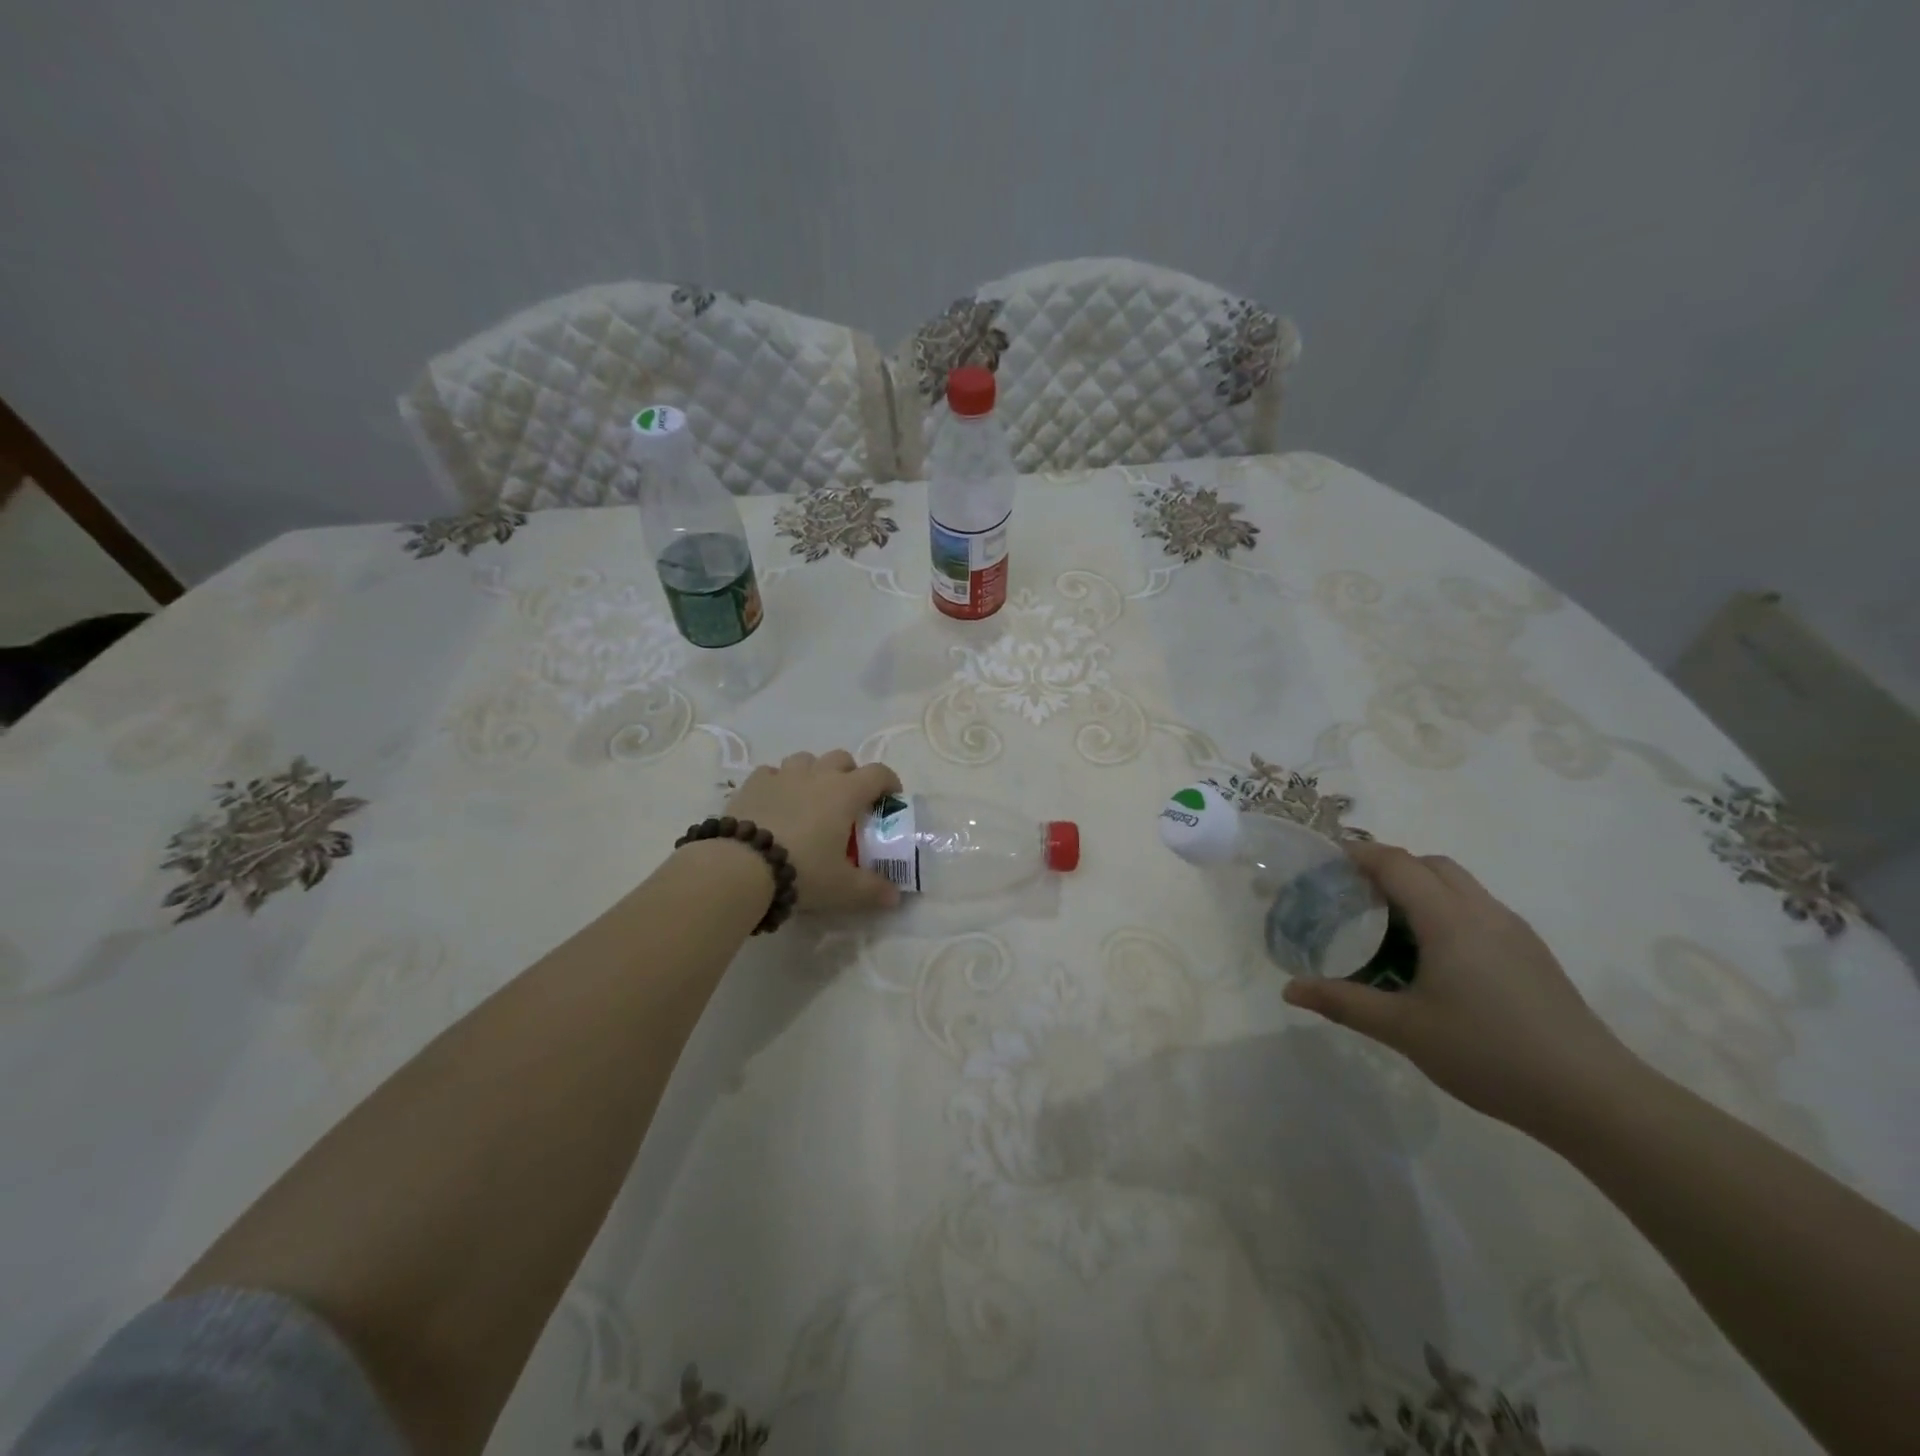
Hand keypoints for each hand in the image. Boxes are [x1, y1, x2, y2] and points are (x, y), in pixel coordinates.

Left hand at [721, 750, 903, 913]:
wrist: (741, 866)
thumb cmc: (803, 870)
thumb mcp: (843, 888)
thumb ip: (873, 890)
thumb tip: (894, 896)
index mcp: (845, 792)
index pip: (878, 773)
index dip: (889, 782)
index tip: (891, 799)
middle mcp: (817, 775)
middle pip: (841, 758)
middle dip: (850, 774)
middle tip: (849, 801)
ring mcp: (782, 776)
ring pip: (805, 759)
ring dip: (814, 773)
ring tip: (810, 799)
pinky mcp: (753, 784)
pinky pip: (772, 773)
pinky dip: (779, 782)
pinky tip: (776, 803)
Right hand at [1282, 842, 1636, 1135]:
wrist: (1595, 1098)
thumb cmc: (1489, 1053)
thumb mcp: (1404, 1029)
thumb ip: (1344, 1002)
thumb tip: (1289, 990)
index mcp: (1449, 920)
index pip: (1398, 864)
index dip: (1360, 854)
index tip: (1326, 861)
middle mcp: (1484, 912)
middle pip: (1432, 864)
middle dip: (1390, 866)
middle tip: (1353, 893)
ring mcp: (1515, 932)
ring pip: (1460, 886)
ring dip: (1421, 887)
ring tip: (1388, 923)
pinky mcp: (1533, 954)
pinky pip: (1478, 910)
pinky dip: (1446, 910)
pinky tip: (1435, 956)